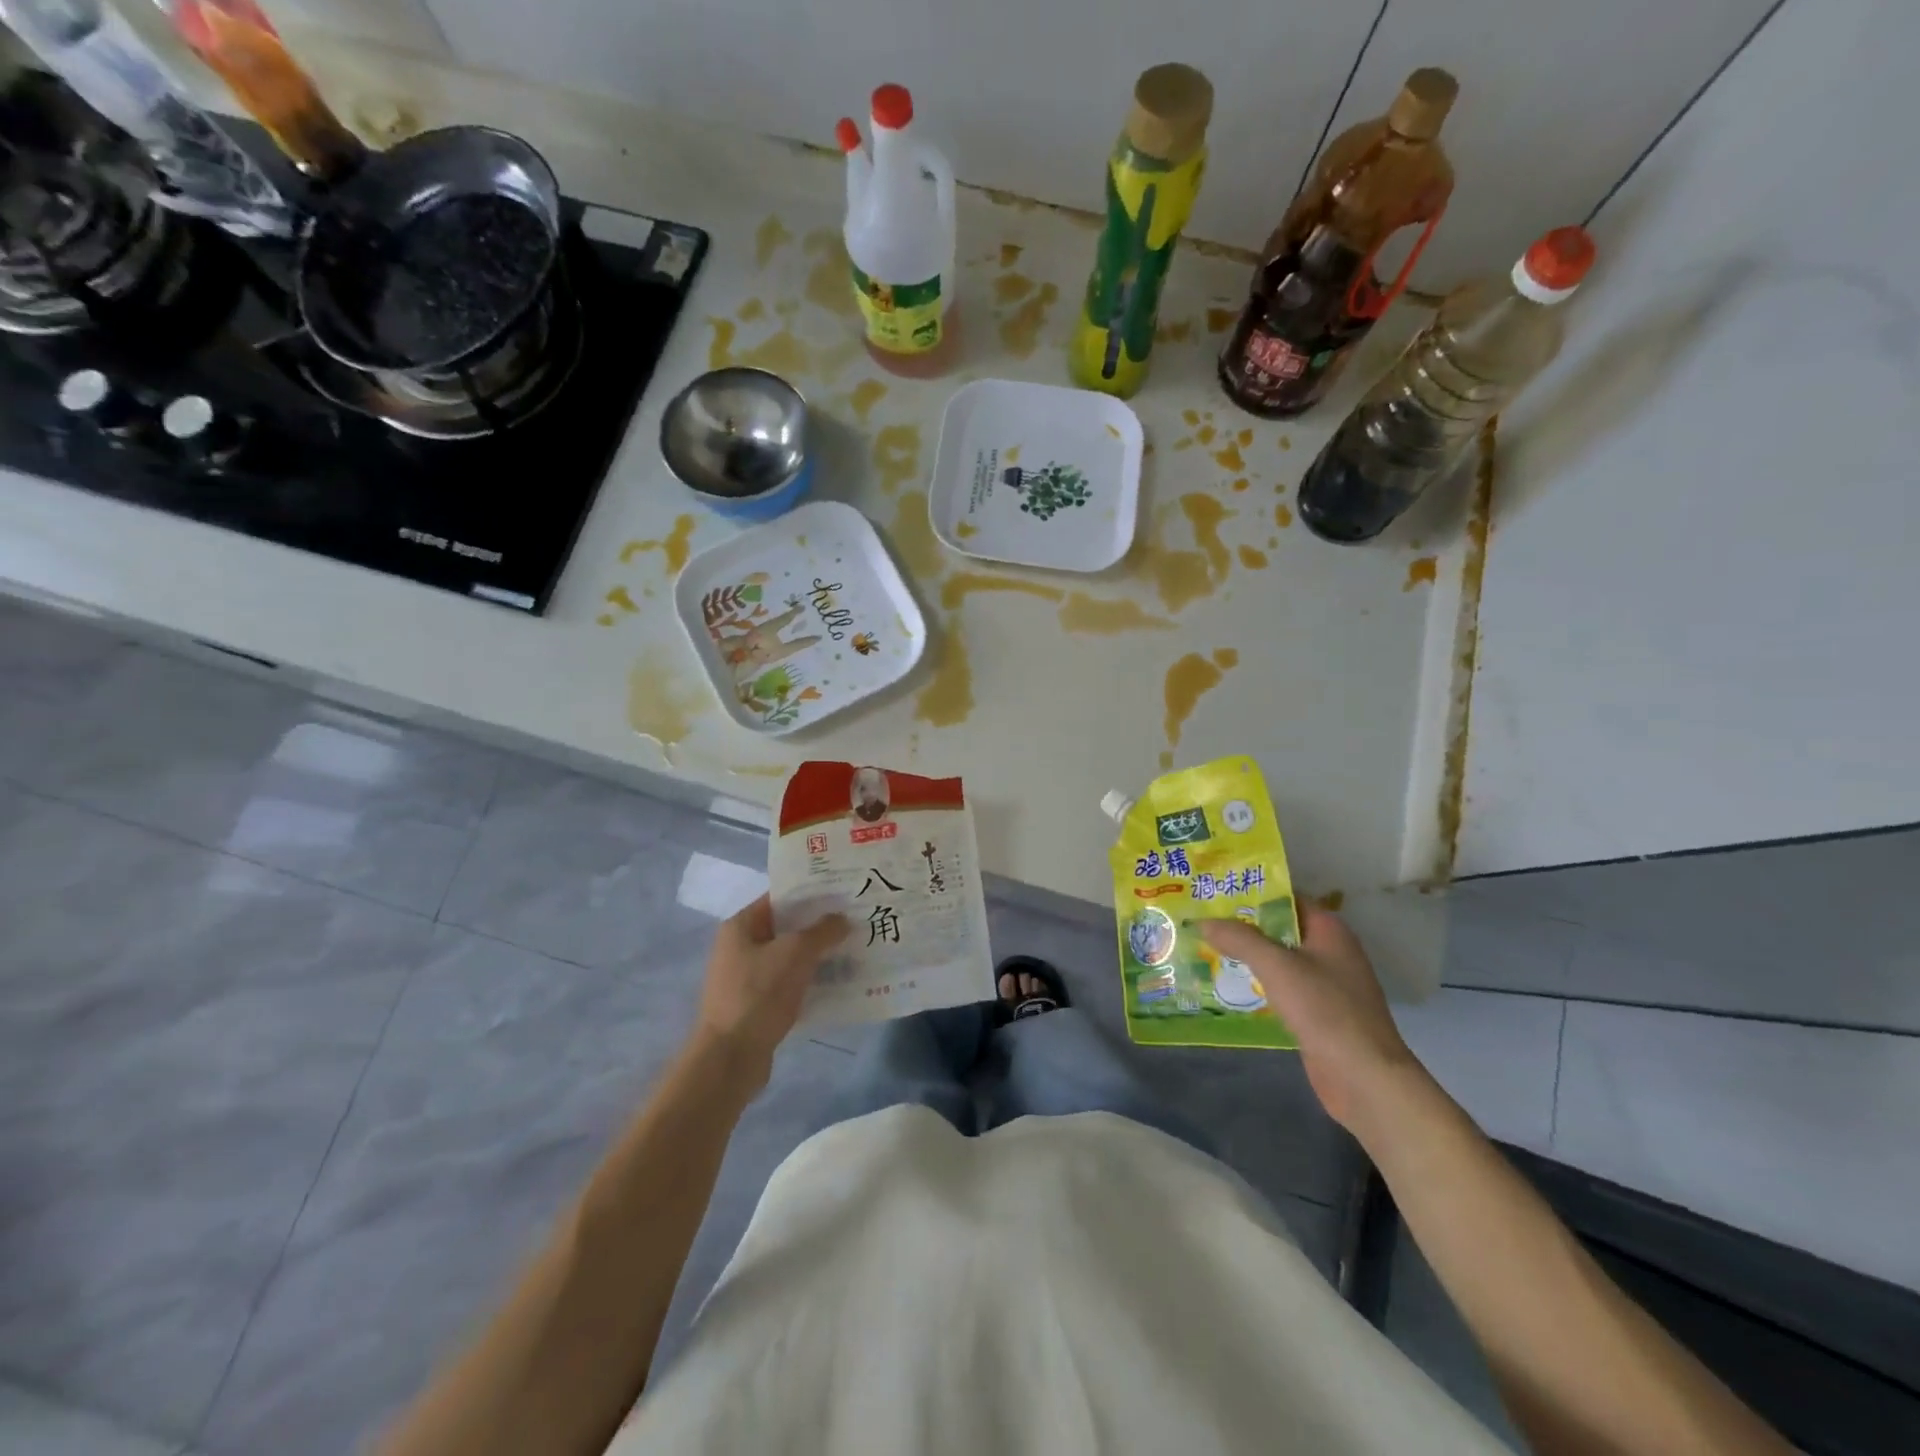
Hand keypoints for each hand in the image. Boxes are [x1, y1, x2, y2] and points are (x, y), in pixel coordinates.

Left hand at [695, 895, 849, 1073]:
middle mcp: (740, 947)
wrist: (731, 1057)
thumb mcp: (796, 953)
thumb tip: (842, 919)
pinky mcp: (756, 1005)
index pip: (779, 898)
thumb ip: (822, 931)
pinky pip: (789, 983)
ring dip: (817, 954)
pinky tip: (837, 982)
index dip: (811, 894)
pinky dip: (810, 980)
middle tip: (855, 920)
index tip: (842, 893)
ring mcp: (746, 978)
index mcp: (740, 926)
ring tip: (853, 949)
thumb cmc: (759, 994)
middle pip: (786, 927)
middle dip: (819, 925)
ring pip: (790, 957)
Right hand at [1201, 905, 1421, 1133]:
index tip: (1218, 892)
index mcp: (1330, 930)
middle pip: (1282, 928)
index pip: (1288, 898)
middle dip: (1246, 925)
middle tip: (1204, 919)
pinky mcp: (1320, 1013)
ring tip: (1208, 947)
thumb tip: (1204, 921)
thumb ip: (1240, 939)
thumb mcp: (1276, 966)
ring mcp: (1328, 984)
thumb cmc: (1324, 1009)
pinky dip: (1260, 983)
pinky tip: (1232, 984)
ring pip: (1281, 959)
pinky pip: (1284, 987)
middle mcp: (1331, 951)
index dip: (1254, 892)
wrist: (1364, 1077)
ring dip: (1250, 955)